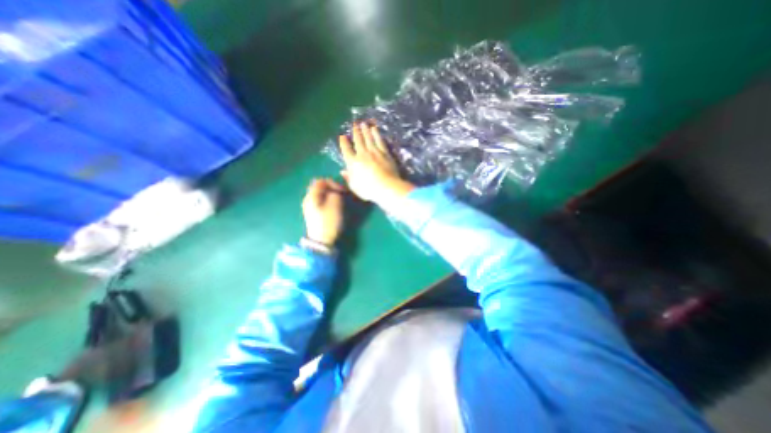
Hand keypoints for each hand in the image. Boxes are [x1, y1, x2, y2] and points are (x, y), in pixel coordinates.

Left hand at [301, 177, 346, 246]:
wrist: (321, 241)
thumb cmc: (329, 222)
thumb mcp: (335, 205)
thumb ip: (335, 193)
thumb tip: (334, 191)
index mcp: (312, 196)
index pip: (321, 181)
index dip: (333, 183)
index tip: (343, 190)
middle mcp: (308, 199)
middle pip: (320, 187)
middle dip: (332, 188)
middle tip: (342, 193)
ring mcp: (309, 207)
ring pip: (321, 195)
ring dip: (331, 194)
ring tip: (340, 199)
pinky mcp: (313, 213)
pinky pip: (321, 201)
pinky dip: (328, 200)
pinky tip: (334, 206)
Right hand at [341, 121, 414, 211]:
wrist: (386, 187)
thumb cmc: (369, 190)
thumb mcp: (355, 187)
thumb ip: (349, 178)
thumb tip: (343, 171)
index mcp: (353, 163)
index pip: (346, 150)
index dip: (344, 142)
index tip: (343, 136)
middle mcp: (362, 154)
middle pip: (358, 141)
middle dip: (355, 132)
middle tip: (354, 124)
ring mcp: (374, 152)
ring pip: (368, 138)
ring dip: (365, 130)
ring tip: (363, 124)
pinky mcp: (385, 153)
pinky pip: (379, 141)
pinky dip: (376, 134)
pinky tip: (375, 129)